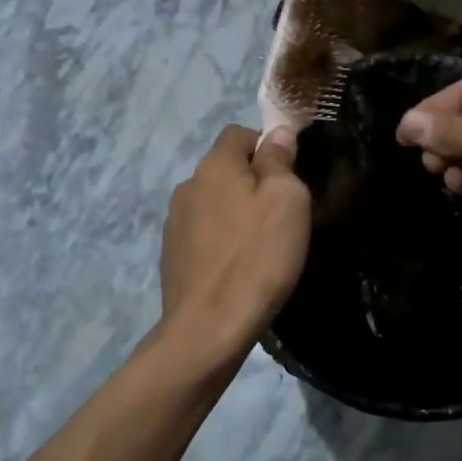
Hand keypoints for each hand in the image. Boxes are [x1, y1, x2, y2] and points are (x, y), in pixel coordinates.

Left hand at [159, 125, 311, 365]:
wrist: (209, 328)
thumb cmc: (257, 256)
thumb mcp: (286, 200)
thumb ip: (280, 160)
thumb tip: (277, 132)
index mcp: (215, 165)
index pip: (239, 132)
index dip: (267, 144)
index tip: (290, 174)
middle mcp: (188, 185)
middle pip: (226, 168)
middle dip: (253, 181)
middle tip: (282, 212)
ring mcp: (175, 222)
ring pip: (215, 202)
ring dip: (236, 212)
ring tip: (261, 243)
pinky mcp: (172, 254)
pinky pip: (204, 232)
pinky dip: (222, 239)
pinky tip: (239, 266)